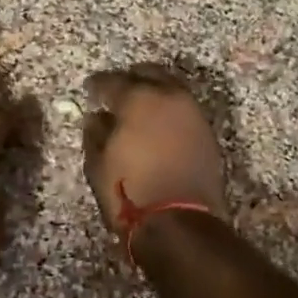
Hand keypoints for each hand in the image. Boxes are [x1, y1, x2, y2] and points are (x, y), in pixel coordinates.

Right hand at [83, 66, 227, 235]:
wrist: (180, 224)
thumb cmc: (130, 192)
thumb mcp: (98, 165)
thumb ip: (95, 134)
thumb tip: (96, 118)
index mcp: (139, 100)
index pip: (113, 81)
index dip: (98, 84)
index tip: (89, 90)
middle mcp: (170, 98)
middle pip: (150, 74)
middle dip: (131, 79)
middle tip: (117, 91)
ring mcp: (193, 114)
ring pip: (172, 89)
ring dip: (155, 92)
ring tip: (140, 107)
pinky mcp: (207, 134)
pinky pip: (185, 110)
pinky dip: (170, 111)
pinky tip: (159, 125)